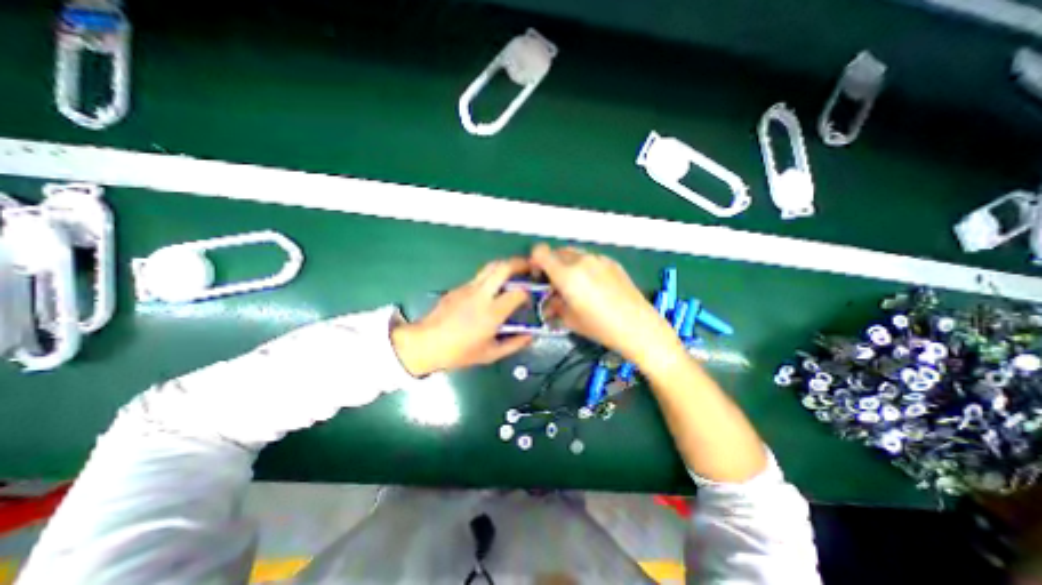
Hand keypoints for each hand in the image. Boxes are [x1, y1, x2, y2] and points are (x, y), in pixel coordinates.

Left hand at [394, 256, 532, 373]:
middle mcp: (481, 294)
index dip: (528, 293)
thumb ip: (514, 344)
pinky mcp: (459, 287)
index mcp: (492, 312)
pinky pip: (479, 277)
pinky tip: (491, 290)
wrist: (426, 343)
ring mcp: (468, 288)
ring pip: (490, 267)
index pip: (518, 293)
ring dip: (505, 266)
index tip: (531, 298)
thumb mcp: (490, 354)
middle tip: (529, 267)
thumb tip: (529, 336)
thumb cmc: (459, 352)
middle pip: (503, 267)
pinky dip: (491, 277)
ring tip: (514, 273)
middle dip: (519, 263)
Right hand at [530, 240, 675, 359]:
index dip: (534, 261)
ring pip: (574, 254)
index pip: (540, 252)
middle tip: (555, 284)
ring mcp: (599, 259)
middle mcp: (581, 260)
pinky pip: (591, 258)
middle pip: (557, 252)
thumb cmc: (600, 327)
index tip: (538, 275)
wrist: (638, 327)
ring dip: (568, 265)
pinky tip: (594, 285)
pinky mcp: (612, 262)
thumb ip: (554, 306)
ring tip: (575, 285)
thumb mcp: (570, 319)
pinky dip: (584, 266)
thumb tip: (549, 302)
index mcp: (567, 274)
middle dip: (551, 265)